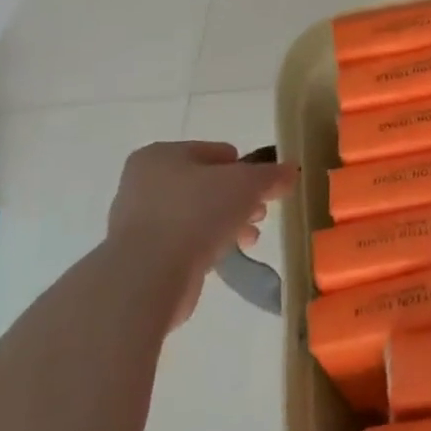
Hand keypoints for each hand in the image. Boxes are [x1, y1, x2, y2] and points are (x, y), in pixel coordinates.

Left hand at [105, 141, 295, 326]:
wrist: (148, 278)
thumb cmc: (196, 213)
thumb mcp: (247, 184)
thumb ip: (272, 175)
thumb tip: (291, 171)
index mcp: (161, 155)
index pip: (216, 152)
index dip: (246, 167)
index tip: (265, 188)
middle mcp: (143, 183)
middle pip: (207, 184)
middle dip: (239, 199)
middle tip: (260, 213)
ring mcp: (139, 222)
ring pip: (198, 214)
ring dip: (228, 223)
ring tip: (250, 238)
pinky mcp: (142, 257)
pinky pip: (186, 242)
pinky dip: (208, 245)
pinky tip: (228, 255)